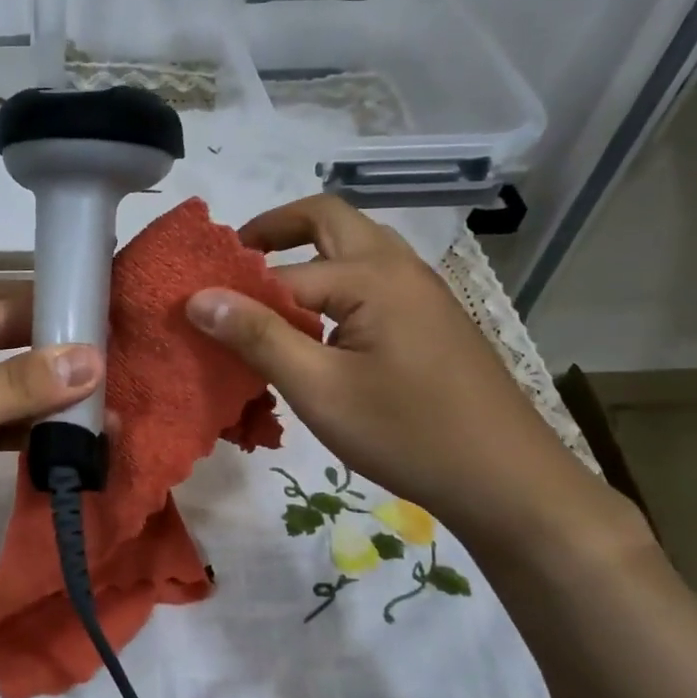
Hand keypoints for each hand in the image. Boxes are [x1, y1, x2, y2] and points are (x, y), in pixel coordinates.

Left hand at [0, 295, 100, 597]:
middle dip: (54, 366)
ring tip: (103, 419)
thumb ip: (17, 386)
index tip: (113, 329)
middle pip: (0, 348)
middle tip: (116, 377)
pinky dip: (19, 432)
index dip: (54, 319)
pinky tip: (62, 443)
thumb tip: (94, 359)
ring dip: (42, 406)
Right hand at [185, 196, 628, 551]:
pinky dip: (335, 282)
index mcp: (371, 276)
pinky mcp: (431, 318)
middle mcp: (398, 267)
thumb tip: (198, 297)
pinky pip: (373, 278)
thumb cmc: (406, 433)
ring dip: (308, 254)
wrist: (505, 478)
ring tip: (267, 294)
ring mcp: (422, 291)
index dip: (233, 291)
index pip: (280, 273)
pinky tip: (319, 329)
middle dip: (276, 230)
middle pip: (330, 220)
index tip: (191, 311)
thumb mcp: (319, 389)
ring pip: (356, 247)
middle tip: (234, 260)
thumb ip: (258, 337)